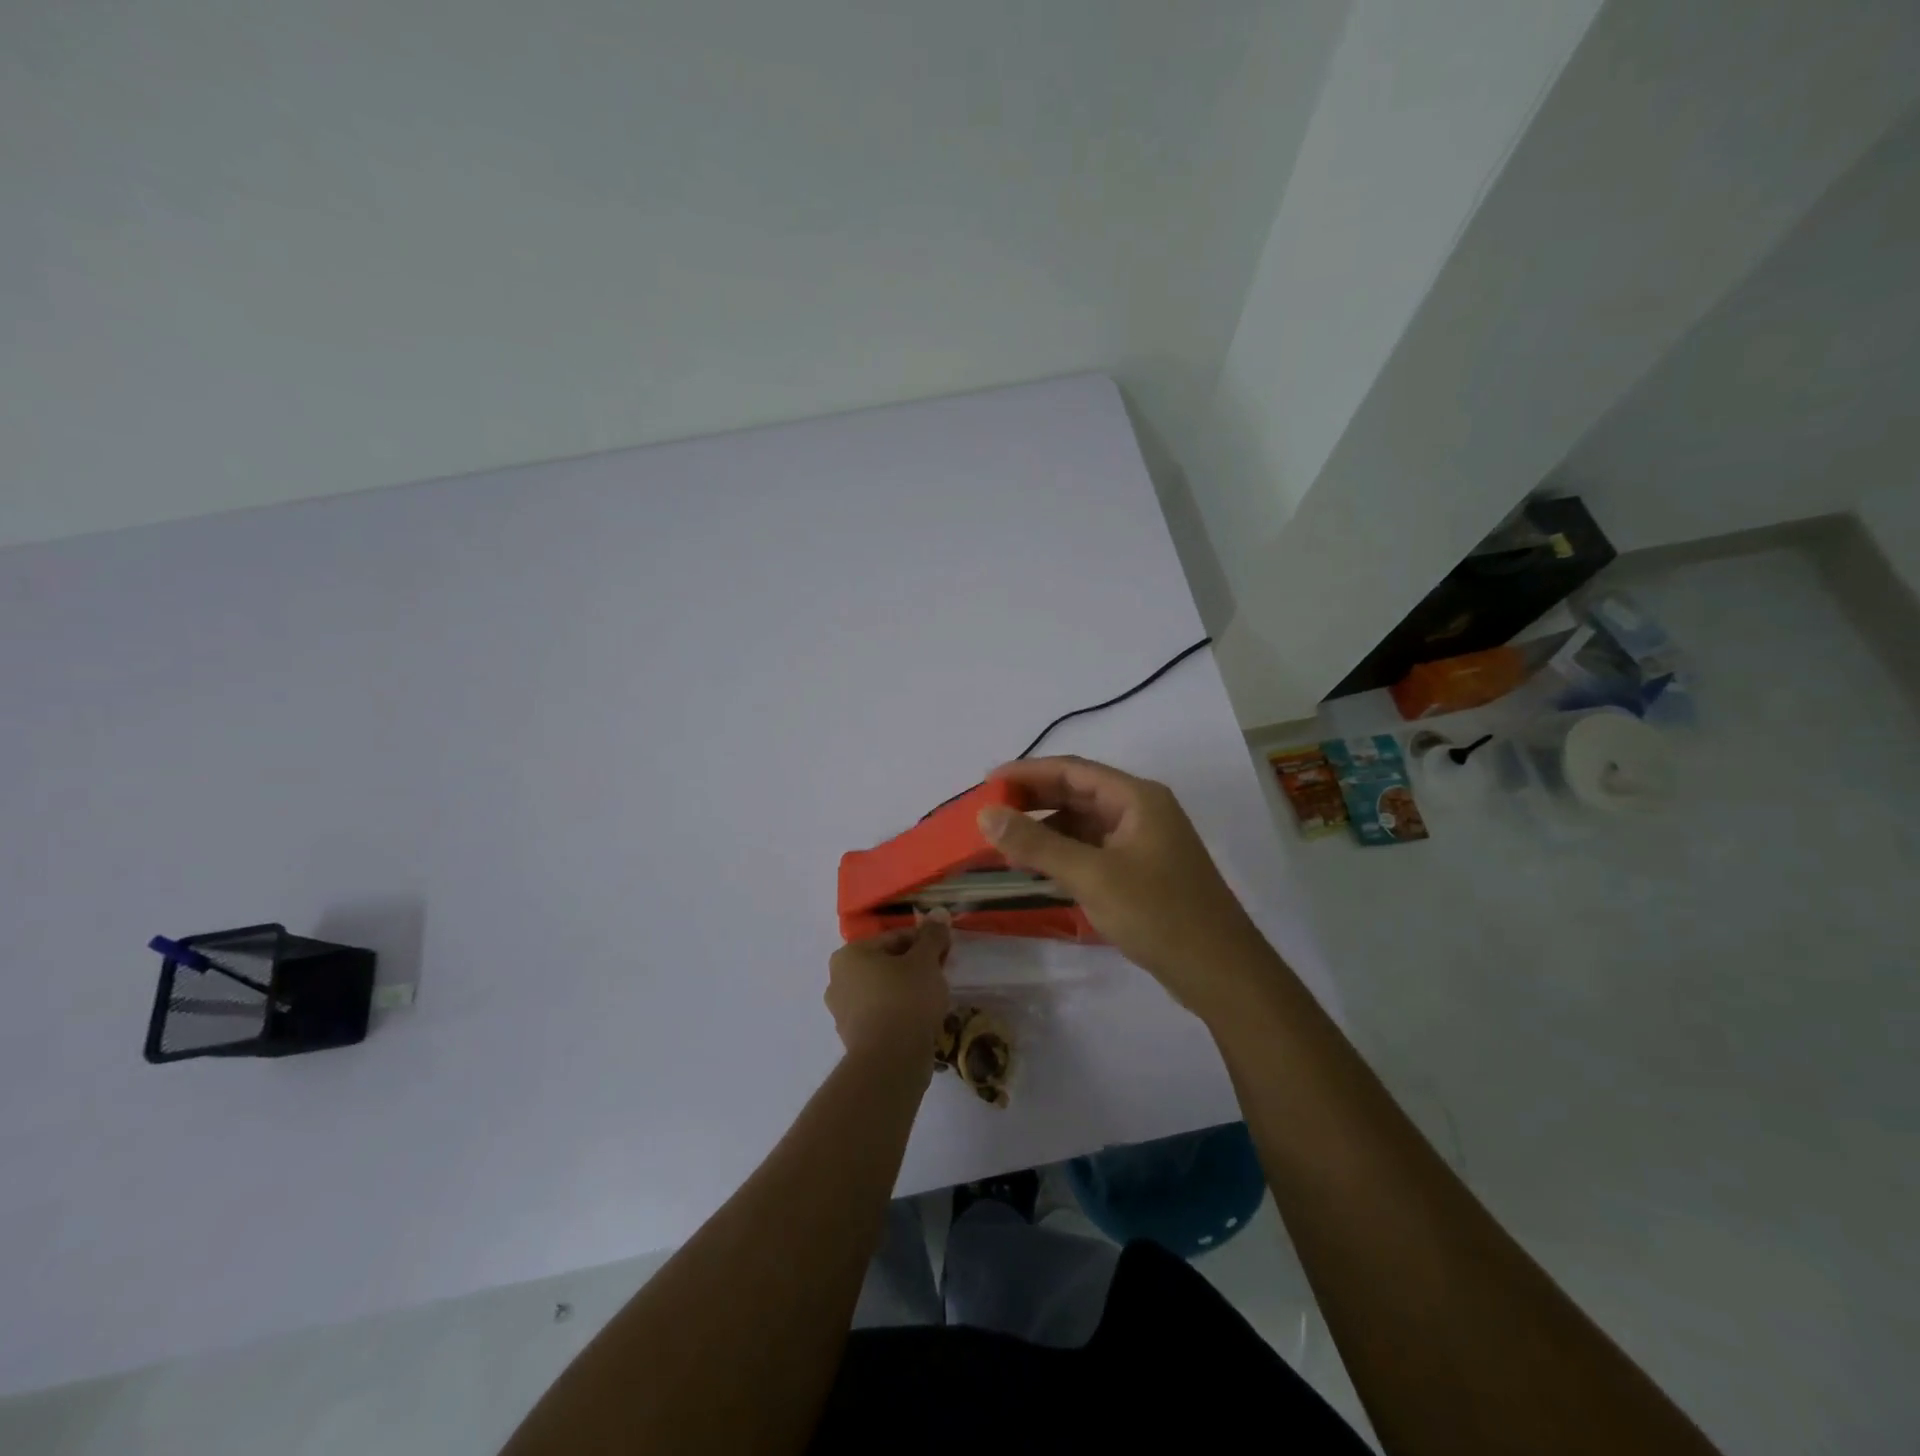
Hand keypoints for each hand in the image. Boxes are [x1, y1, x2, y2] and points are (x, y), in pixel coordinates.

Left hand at [825, 915, 951, 1066]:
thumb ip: (932, 936)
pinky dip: (898, 1013)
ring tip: (932, 1001)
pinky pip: (881, 1015)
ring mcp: (842, 1011)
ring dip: (906, 990)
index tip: (946, 954)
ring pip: (883, 990)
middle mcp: (838, 979)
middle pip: (886, 964)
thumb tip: (938, 914)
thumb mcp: (925, 961)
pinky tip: (919, 1021)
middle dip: (914, 967)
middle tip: (940, 977)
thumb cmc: (906, 999)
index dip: (924, 943)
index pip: (894, 938)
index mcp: (849, 954)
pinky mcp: (853, 1037)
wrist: (890, 1061)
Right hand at [977, 756, 1268, 1018]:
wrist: (1221, 973)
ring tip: (1003, 843)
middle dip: (1033, 800)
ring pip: (1083, 824)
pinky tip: (1036, 868)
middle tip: (989, 813)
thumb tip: (986, 814)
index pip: (1073, 770)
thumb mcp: (1092, 876)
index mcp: (1137, 798)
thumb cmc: (1159, 914)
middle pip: (1078, 794)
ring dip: (1045, 830)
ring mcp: (1143, 843)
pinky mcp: (1141, 872)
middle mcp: (1141, 812)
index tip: (988, 781)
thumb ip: (1036, 844)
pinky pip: (1092, 851)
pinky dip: (1063, 854)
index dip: (1028, 772)